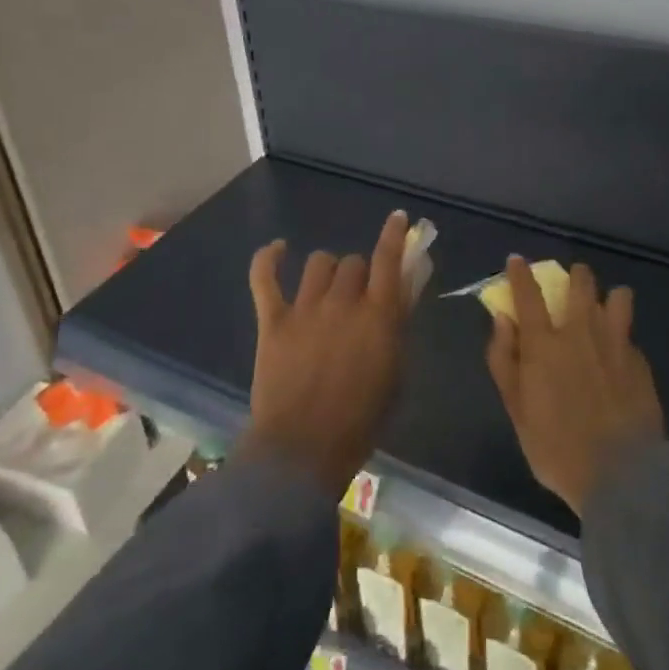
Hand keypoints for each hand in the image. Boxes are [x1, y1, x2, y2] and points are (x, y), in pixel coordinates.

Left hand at [238, 210, 411, 496]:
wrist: (302, 451)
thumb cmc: (360, 422)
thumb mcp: (396, 375)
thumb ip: (399, 329)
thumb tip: (403, 293)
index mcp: (379, 316)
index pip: (389, 260)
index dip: (394, 235)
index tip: (398, 218)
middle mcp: (343, 302)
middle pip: (353, 262)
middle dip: (359, 273)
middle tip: (358, 296)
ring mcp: (305, 308)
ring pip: (318, 263)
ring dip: (328, 272)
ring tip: (326, 288)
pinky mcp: (273, 320)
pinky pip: (265, 277)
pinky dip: (269, 259)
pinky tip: (278, 250)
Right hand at [486, 257, 663, 517]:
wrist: (622, 476)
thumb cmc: (556, 447)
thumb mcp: (516, 410)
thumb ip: (504, 360)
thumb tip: (503, 320)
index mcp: (545, 343)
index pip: (529, 294)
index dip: (520, 273)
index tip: (517, 260)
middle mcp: (581, 332)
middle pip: (581, 283)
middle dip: (575, 276)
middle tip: (570, 285)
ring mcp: (616, 343)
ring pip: (618, 297)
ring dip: (608, 297)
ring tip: (603, 311)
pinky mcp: (640, 362)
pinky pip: (629, 334)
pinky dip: (621, 336)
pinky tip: (618, 357)